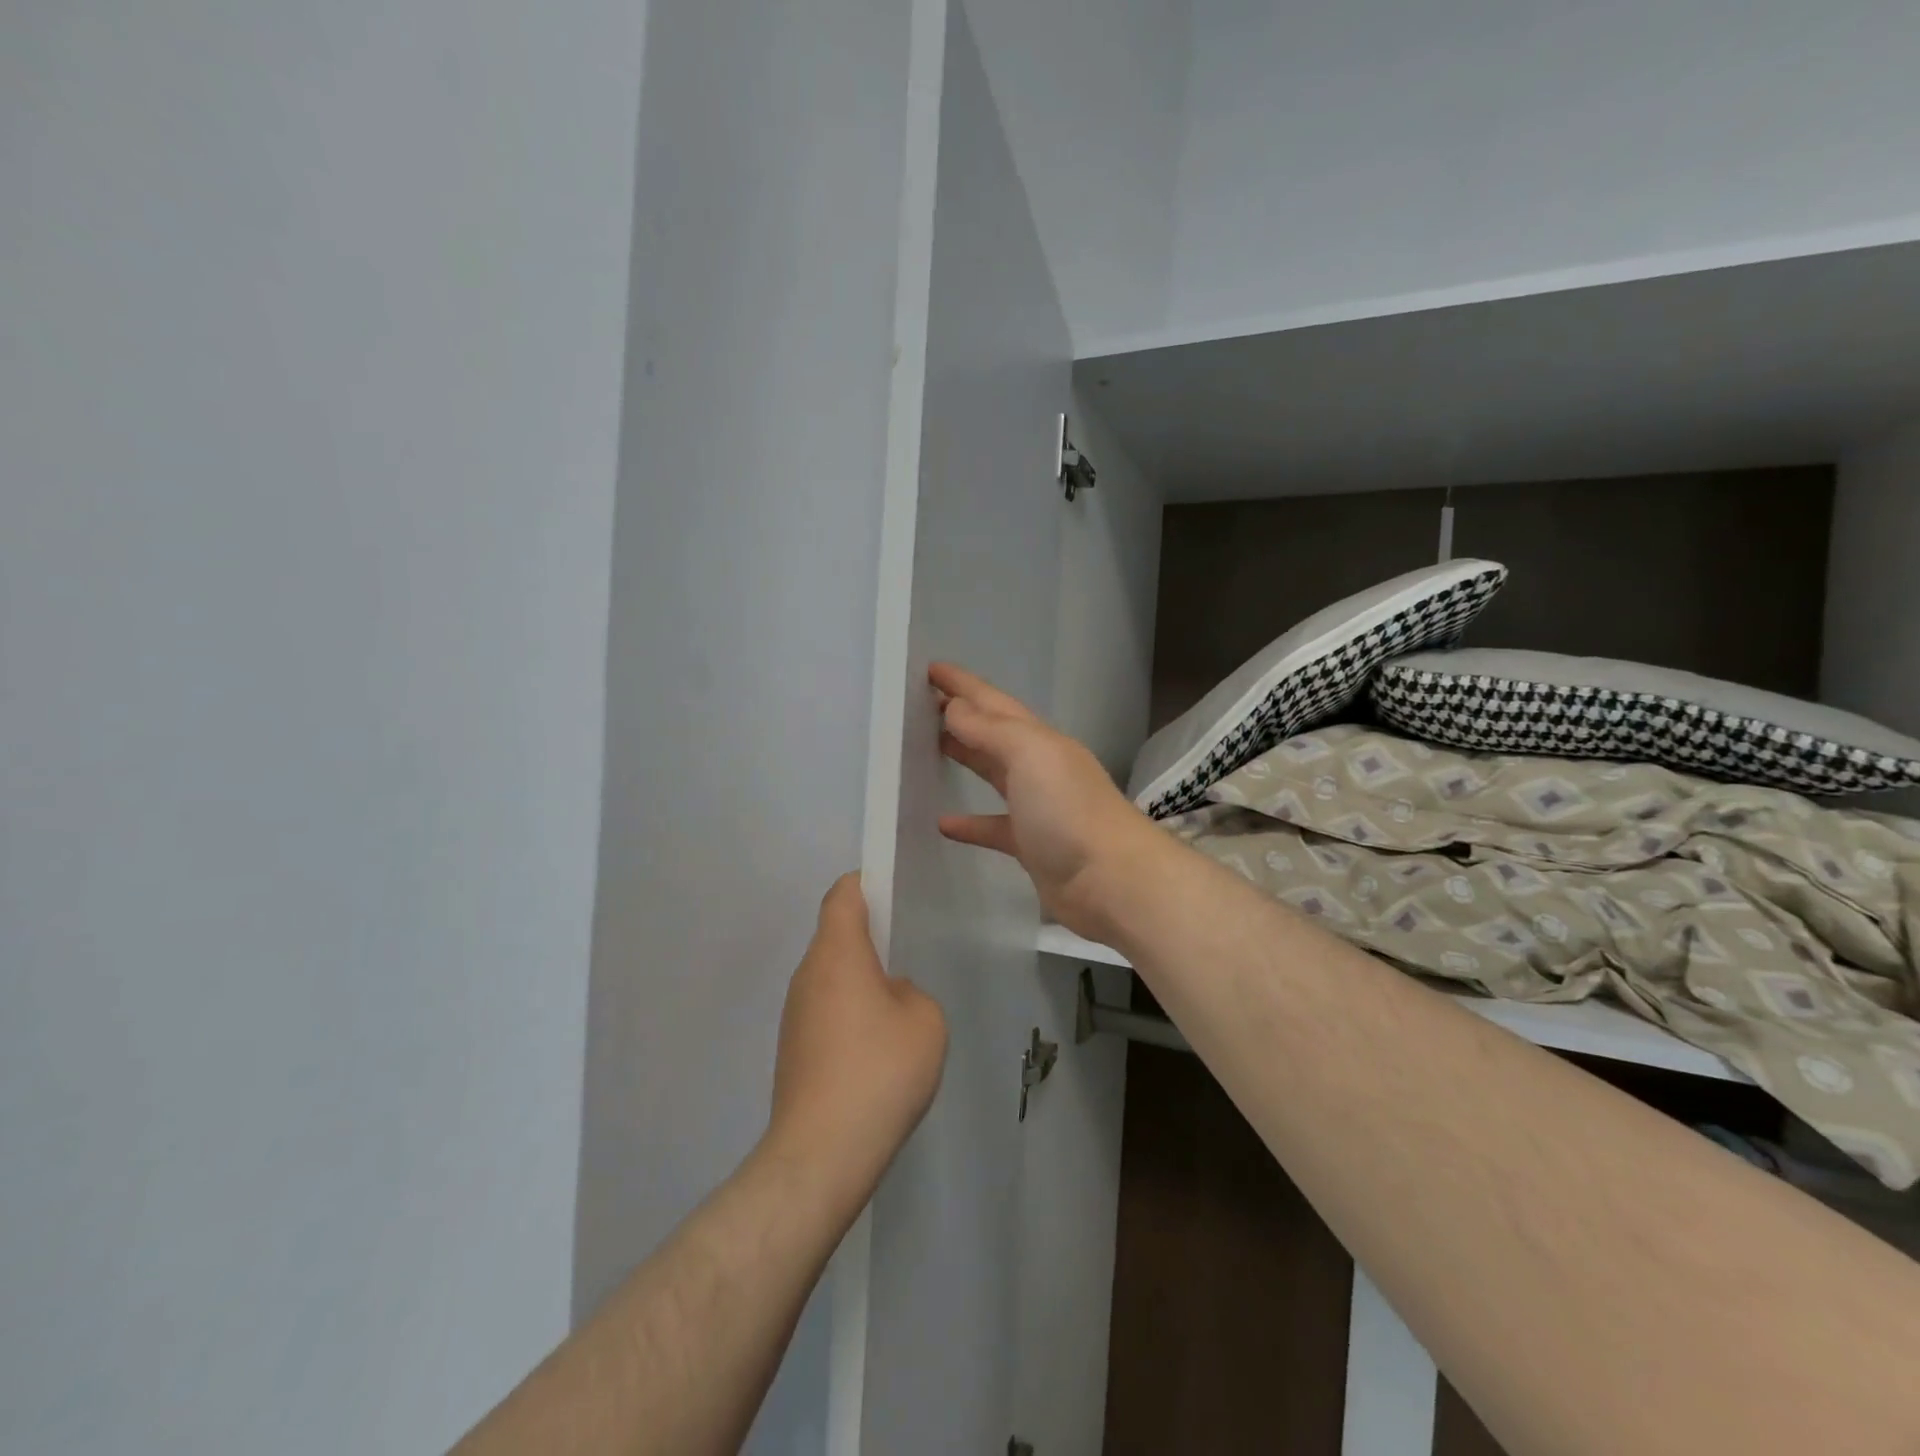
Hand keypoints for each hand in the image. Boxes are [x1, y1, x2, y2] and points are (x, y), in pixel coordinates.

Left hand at [767, 875, 947, 1208]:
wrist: (821, 1153)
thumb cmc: (879, 1070)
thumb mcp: (925, 1020)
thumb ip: (911, 992)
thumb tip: (888, 996)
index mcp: (837, 953)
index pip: (843, 896)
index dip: (866, 883)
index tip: (892, 890)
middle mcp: (807, 974)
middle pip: (835, 935)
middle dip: (869, 937)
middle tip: (906, 950)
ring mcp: (794, 1014)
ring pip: (831, 977)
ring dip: (860, 981)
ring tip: (898, 1008)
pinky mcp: (792, 1050)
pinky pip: (825, 1012)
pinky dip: (849, 1015)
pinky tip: (876, 1050)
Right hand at [932, 662, 1163, 939]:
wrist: (1111, 880)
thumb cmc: (1068, 810)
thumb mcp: (1030, 755)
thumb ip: (990, 730)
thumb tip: (955, 708)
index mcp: (1039, 739)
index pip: (992, 702)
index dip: (962, 684)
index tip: (928, 668)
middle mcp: (1039, 766)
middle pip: (992, 733)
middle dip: (960, 714)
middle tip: (920, 704)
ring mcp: (1036, 807)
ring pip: (992, 773)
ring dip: (964, 757)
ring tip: (927, 747)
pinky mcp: (1030, 845)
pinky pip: (992, 826)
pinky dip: (969, 823)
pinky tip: (942, 824)